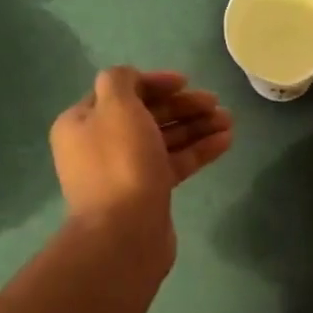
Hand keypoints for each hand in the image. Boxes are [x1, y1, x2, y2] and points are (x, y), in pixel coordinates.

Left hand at [49, 68, 232, 243]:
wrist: (125, 233)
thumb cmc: (121, 163)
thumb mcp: (116, 108)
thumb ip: (121, 81)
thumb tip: (132, 79)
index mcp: (83, 122)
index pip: (121, 92)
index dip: (155, 83)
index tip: (187, 82)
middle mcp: (101, 145)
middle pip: (147, 115)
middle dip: (183, 106)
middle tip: (215, 103)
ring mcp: (126, 171)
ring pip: (165, 139)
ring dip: (196, 126)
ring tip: (229, 121)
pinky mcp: (149, 192)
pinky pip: (175, 163)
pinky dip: (198, 150)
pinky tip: (226, 141)